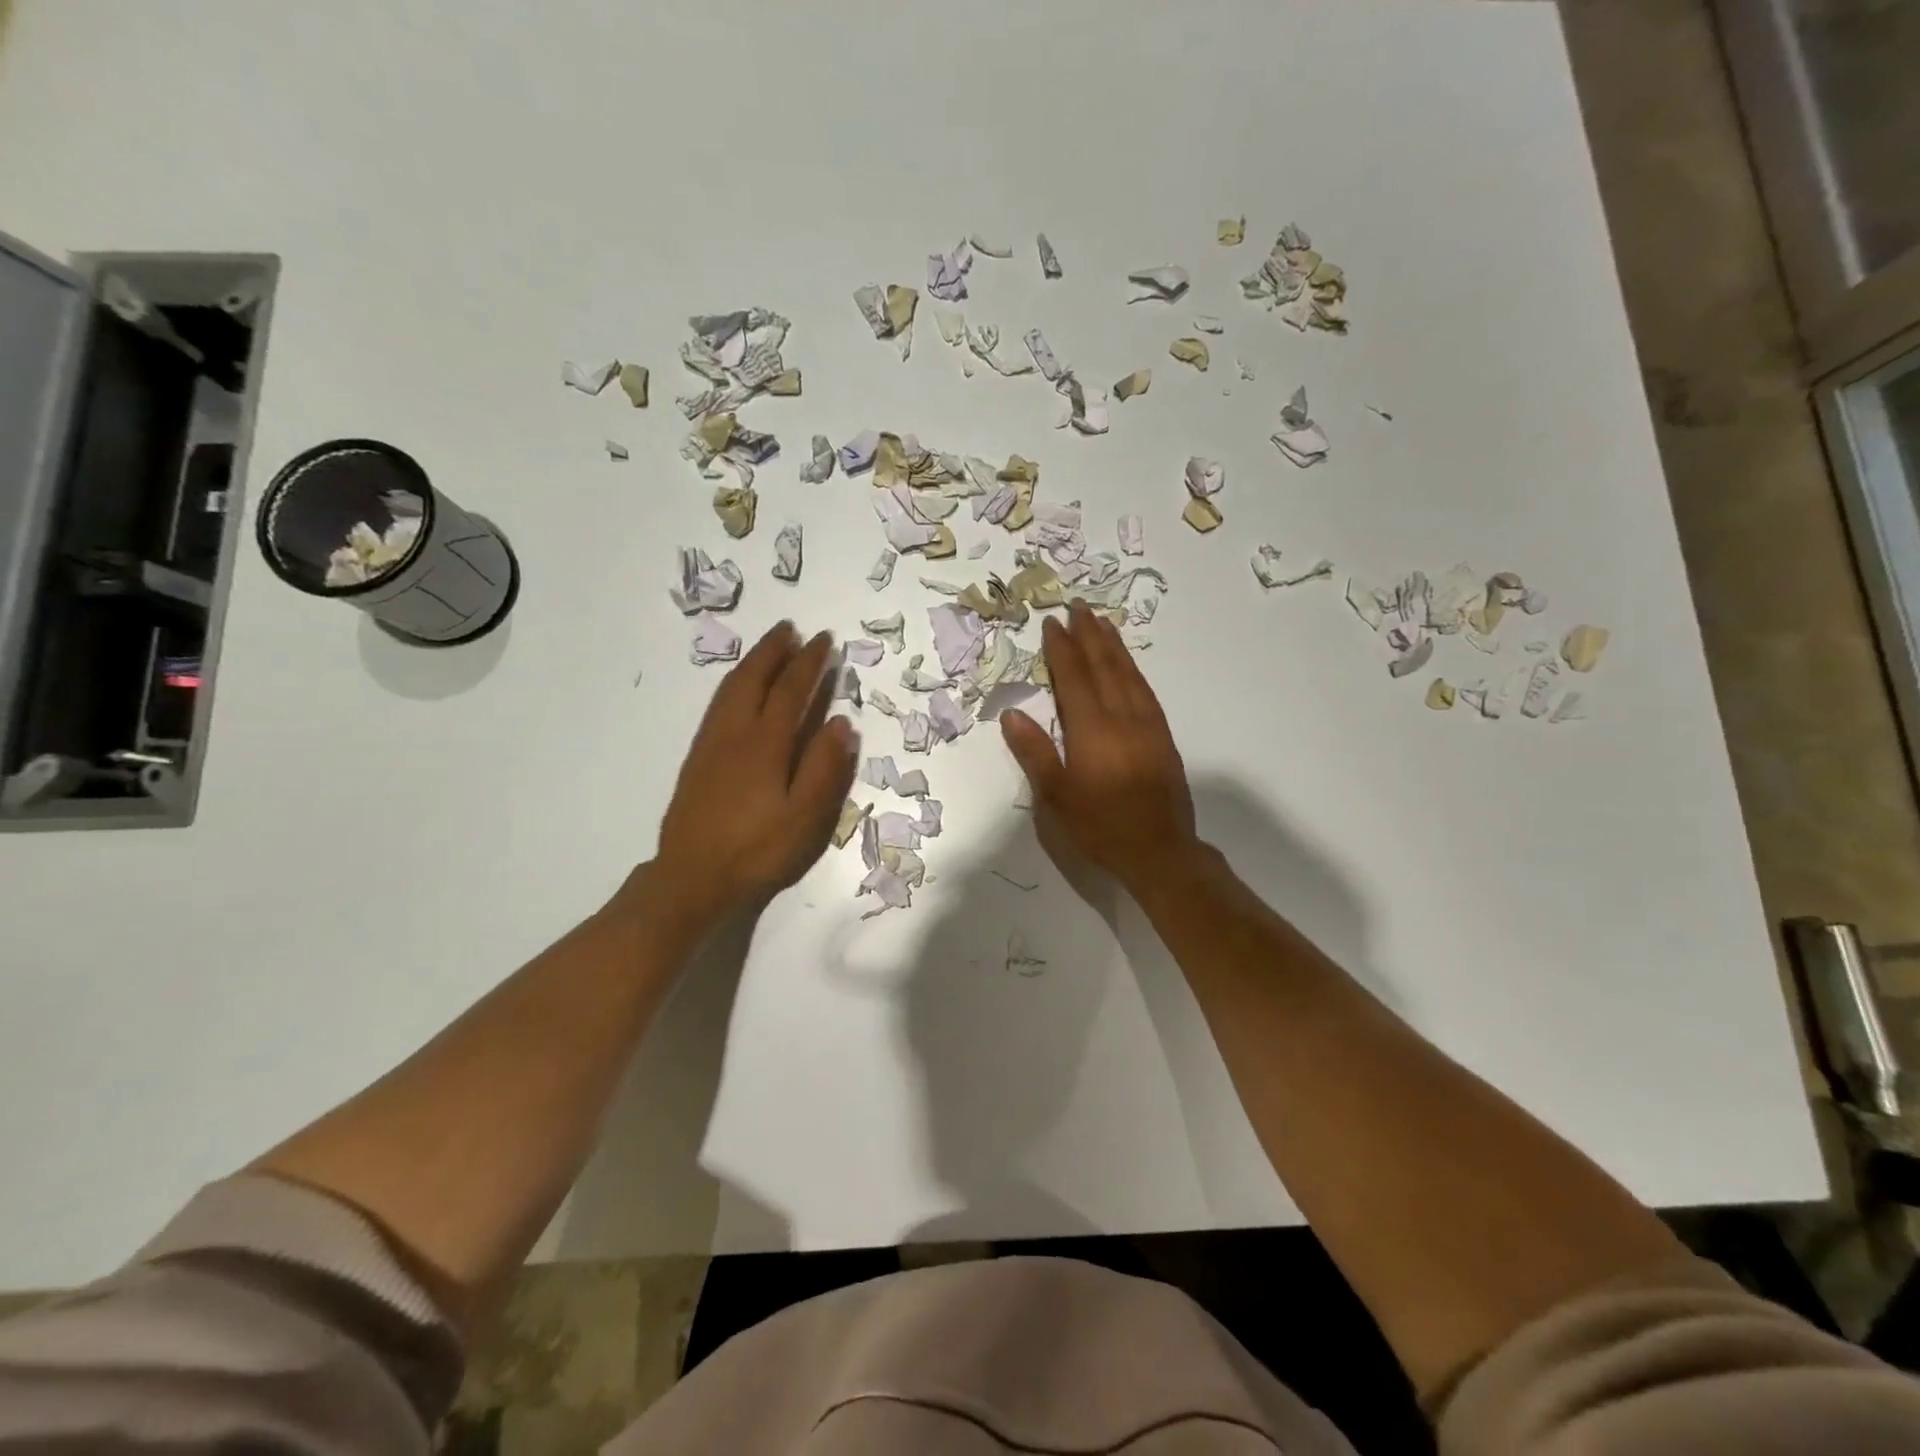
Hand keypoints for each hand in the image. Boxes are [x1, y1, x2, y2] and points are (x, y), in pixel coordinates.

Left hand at [652, 623, 859, 926]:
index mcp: (764, 743)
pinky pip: (717, 704)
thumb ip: (824, 766)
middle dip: (774, 650)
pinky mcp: (697, 758)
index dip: (809, 663)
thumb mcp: (804, 816)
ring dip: (752, 662)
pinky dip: (734, 683)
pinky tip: (739, 689)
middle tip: (791, 629)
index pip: (789, 690)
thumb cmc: (757, 849)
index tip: (824, 640)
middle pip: (753, 678)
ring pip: (730, 688)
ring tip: (768, 647)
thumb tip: (841, 721)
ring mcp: (710, 744)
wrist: (692, 877)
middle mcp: (734, 733)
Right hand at [1001, 603, 1196, 889]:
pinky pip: (1145, 691)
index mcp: (1092, 730)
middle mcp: (1122, 718)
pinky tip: (1128, 665)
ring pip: (1129, 674)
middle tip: (1079, 607)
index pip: (1074, 677)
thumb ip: (1034, 752)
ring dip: (1114, 646)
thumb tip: (1012, 713)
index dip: (1062, 648)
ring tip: (1102, 622)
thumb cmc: (1100, 826)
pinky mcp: (1163, 737)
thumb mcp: (1056, 796)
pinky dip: (1133, 670)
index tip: (1052, 623)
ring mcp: (1147, 725)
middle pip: (1104, 667)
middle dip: (1089, 635)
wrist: (1159, 850)